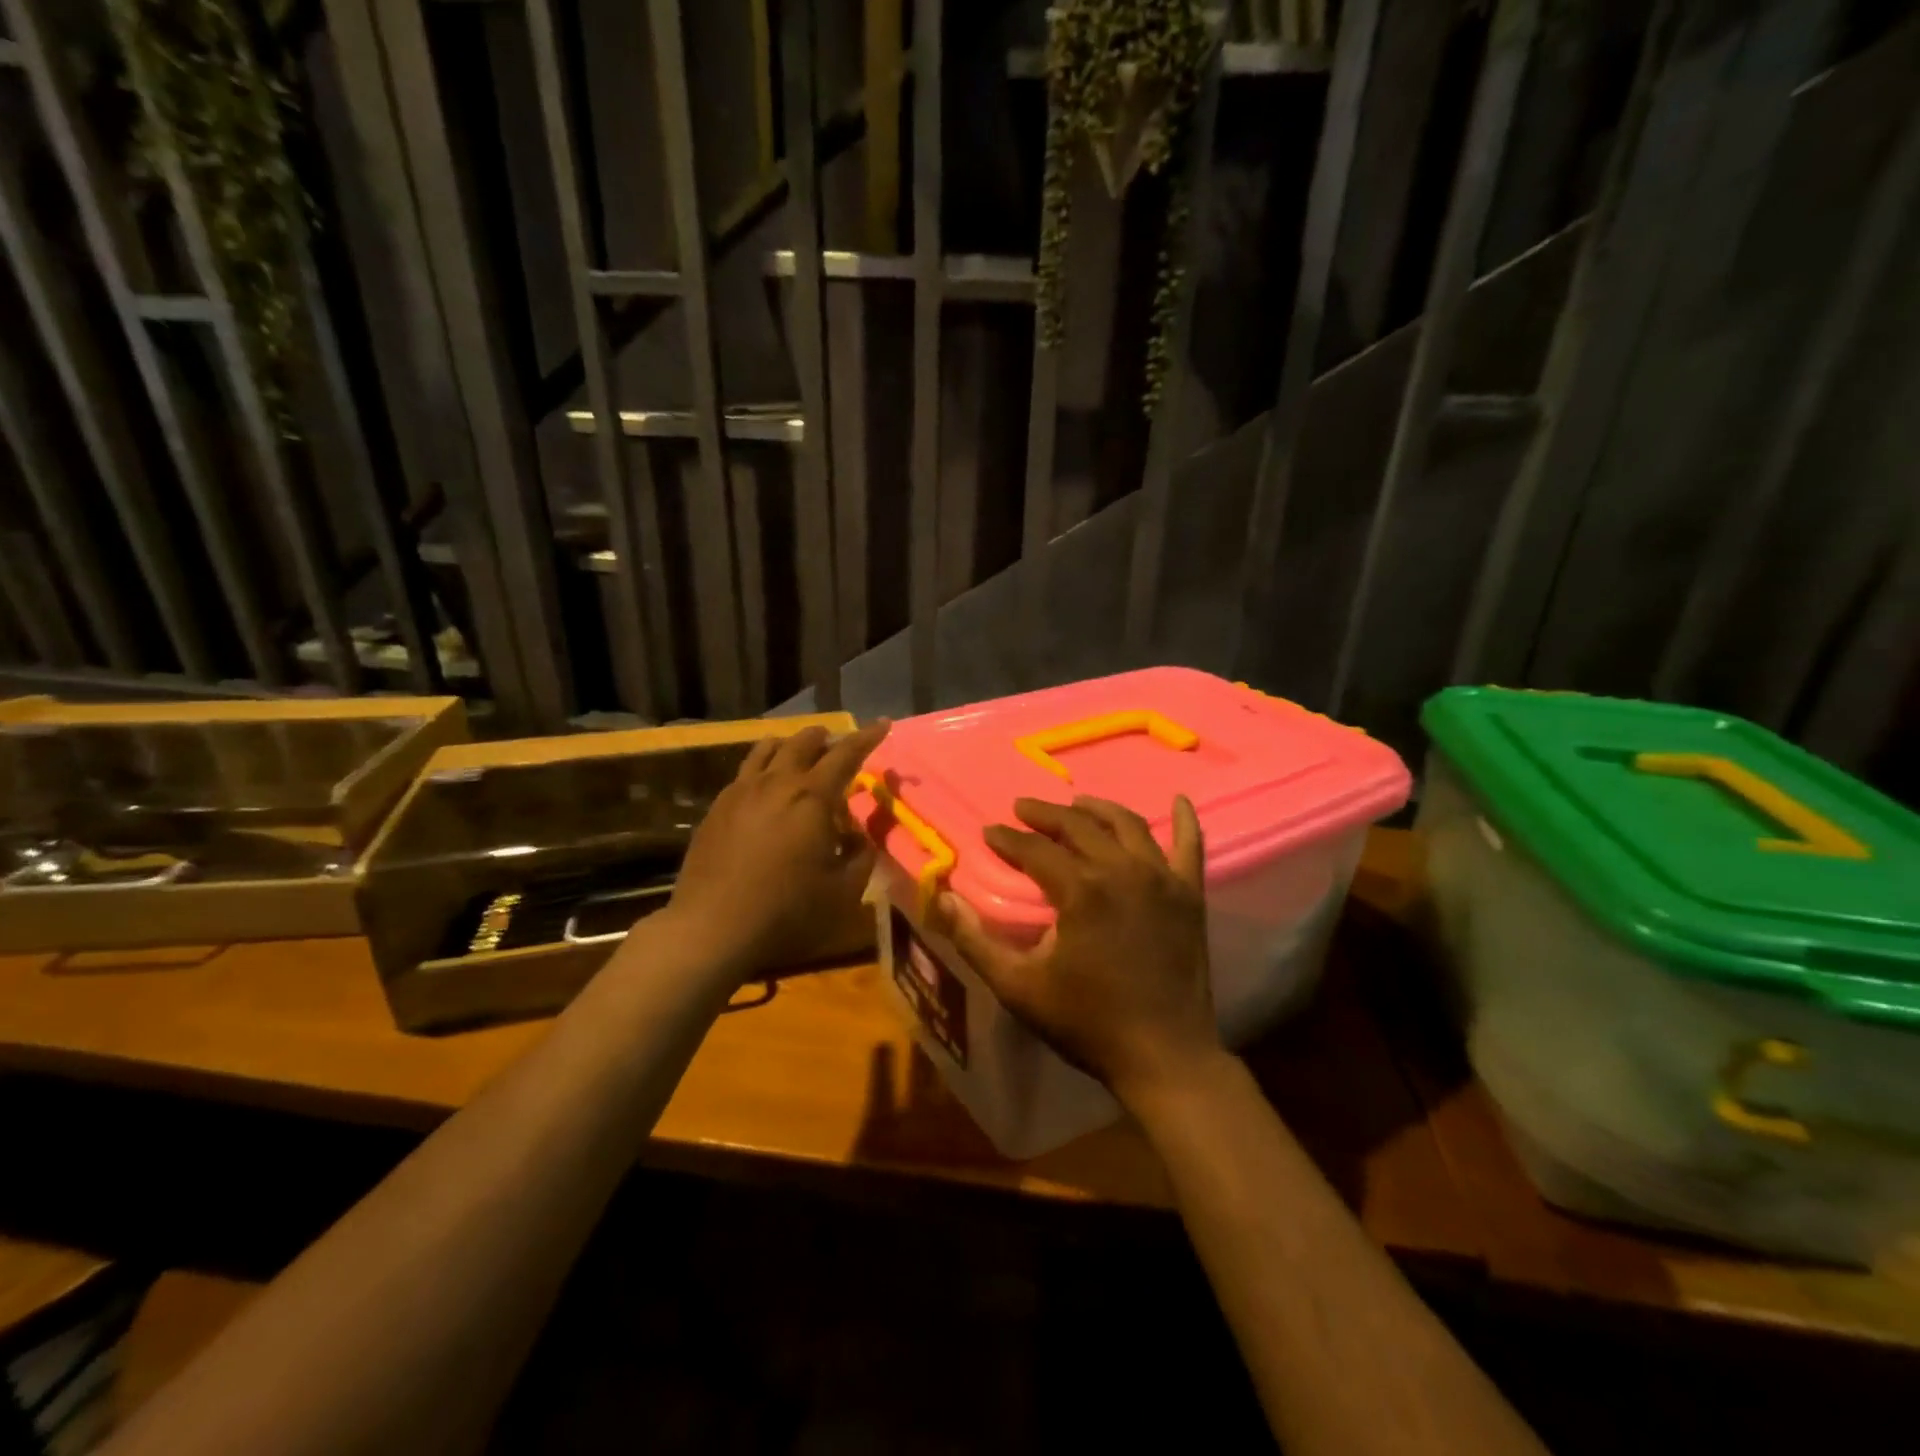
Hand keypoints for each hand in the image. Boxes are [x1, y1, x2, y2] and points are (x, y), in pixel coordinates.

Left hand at [666, 721, 889, 977]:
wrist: (711, 928)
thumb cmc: (787, 911)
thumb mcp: (843, 891)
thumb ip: (861, 856)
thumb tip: (859, 836)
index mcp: (812, 797)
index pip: (846, 754)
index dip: (867, 737)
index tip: (883, 723)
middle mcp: (776, 782)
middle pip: (803, 742)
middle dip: (826, 738)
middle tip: (838, 747)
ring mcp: (741, 792)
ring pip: (768, 749)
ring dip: (791, 745)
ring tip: (800, 755)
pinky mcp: (717, 808)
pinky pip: (745, 772)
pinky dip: (764, 767)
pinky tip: (765, 789)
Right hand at [928, 795, 1223, 1107]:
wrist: (1164, 1056)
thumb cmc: (1087, 1022)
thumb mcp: (1018, 987)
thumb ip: (974, 941)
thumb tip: (941, 898)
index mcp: (1080, 891)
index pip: (1035, 849)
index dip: (1008, 838)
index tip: (990, 831)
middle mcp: (1122, 871)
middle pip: (1079, 827)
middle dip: (1045, 814)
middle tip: (1022, 808)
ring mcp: (1161, 880)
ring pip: (1127, 825)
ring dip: (1098, 809)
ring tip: (1077, 803)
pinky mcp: (1190, 895)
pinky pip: (1190, 846)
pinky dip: (1184, 820)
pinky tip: (1178, 800)